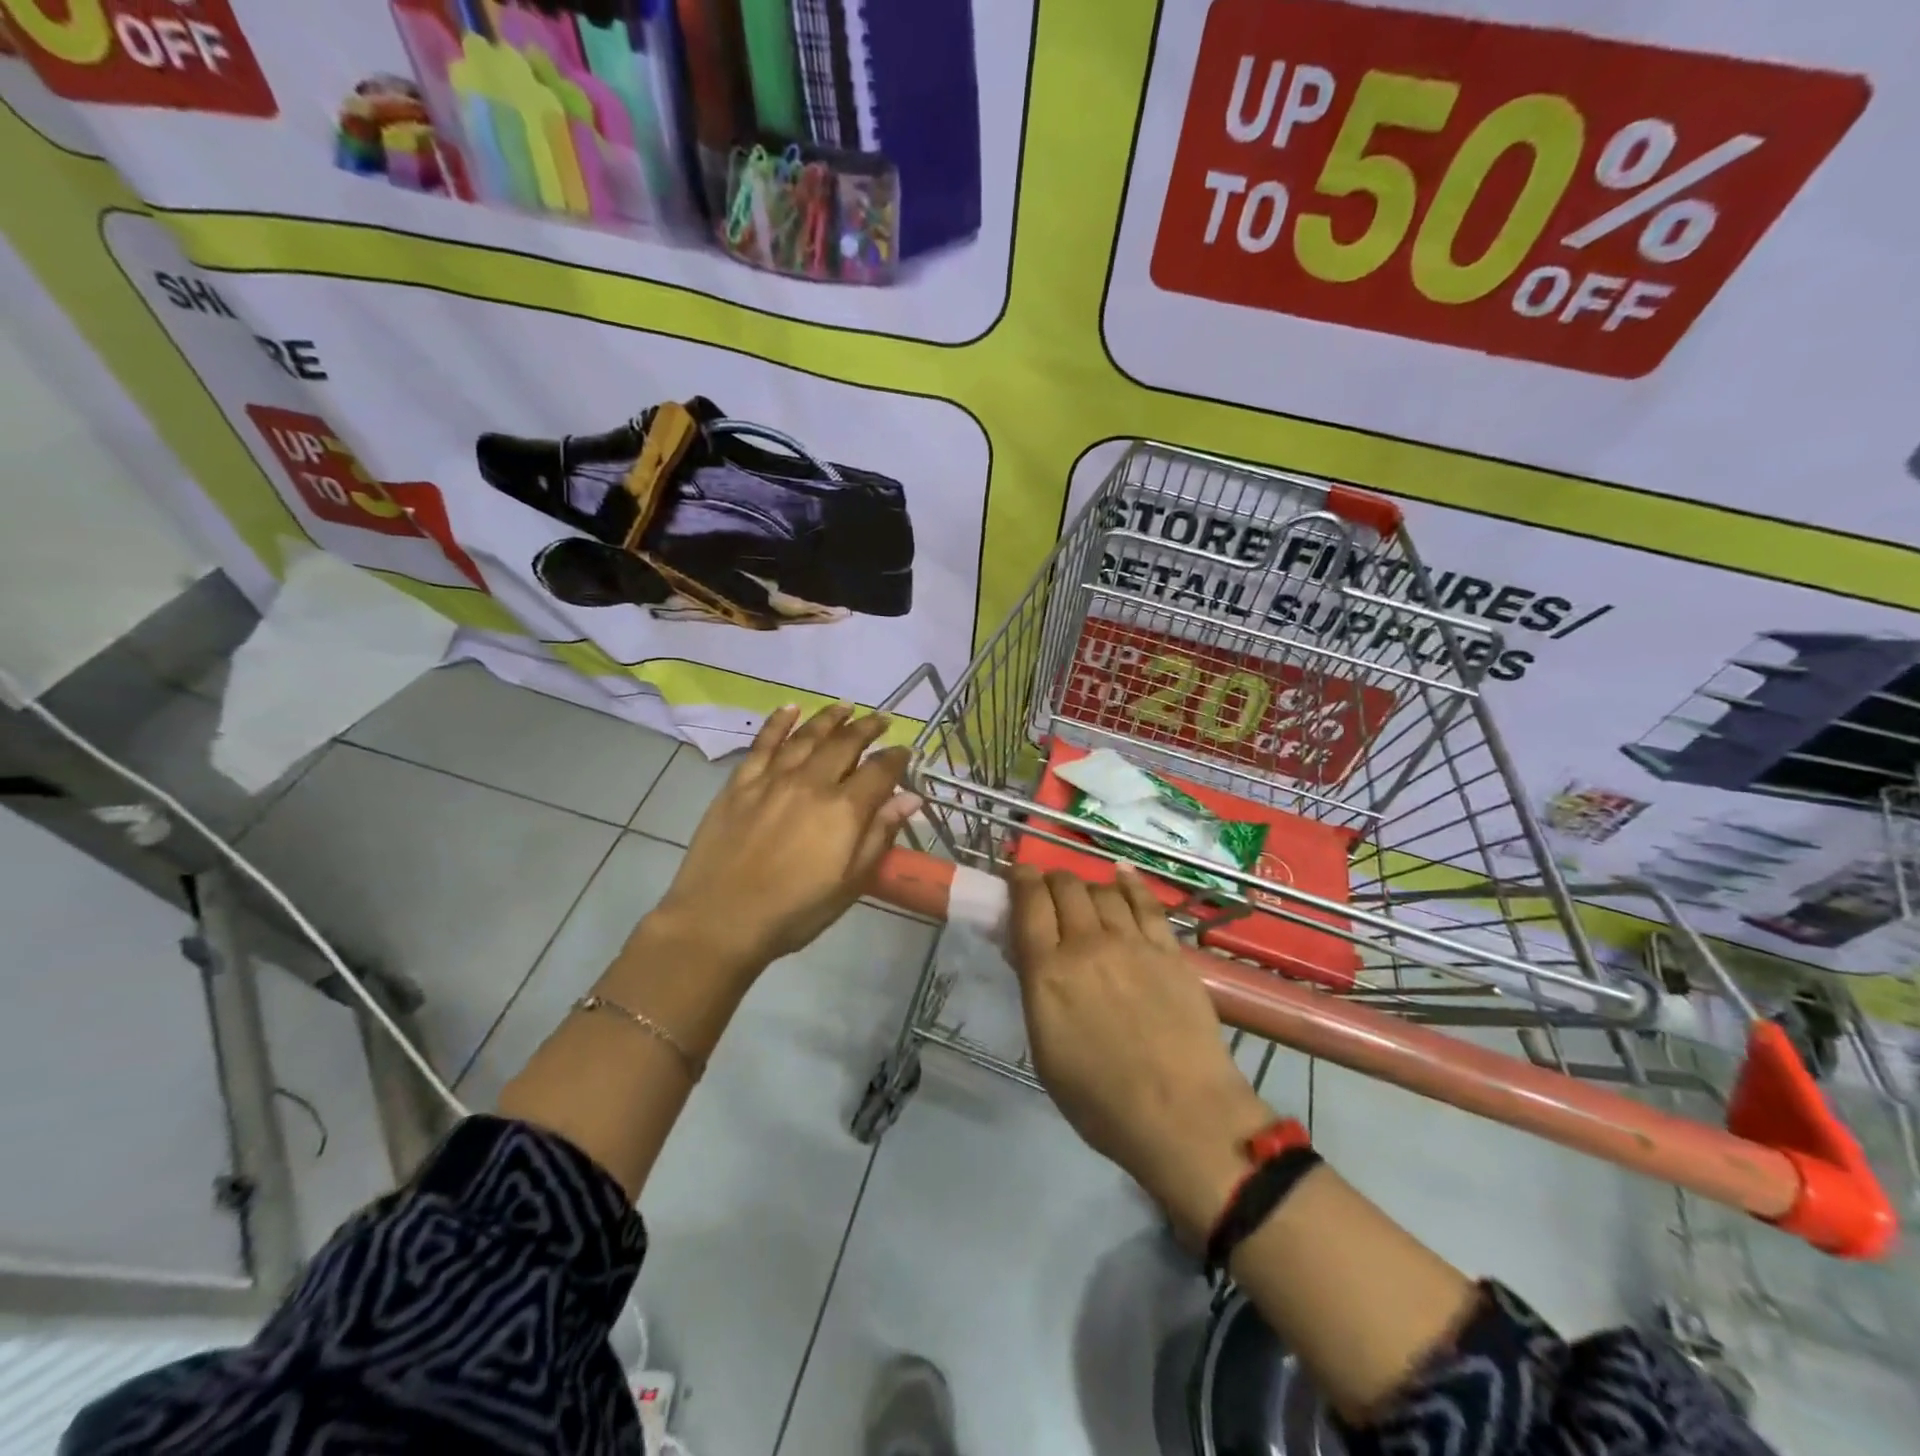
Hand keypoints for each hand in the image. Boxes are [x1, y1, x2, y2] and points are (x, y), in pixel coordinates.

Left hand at [651, 703, 920, 975]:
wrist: (719, 920)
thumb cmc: (794, 911)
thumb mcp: (850, 884)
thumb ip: (879, 835)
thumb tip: (910, 798)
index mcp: (843, 810)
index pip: (879, 771)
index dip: (896, 758)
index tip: (906, 751)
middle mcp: (811, 783)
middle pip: (845, 744)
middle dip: (867, 728)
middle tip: (881, 719)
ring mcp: (773, 779)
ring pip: (807, 736)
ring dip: (829, 718)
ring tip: (845, 706)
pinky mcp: (740, 783)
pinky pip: (763, 743)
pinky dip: (778, 722)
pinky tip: (789, 709)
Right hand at [1008, 864, 1274, 1239]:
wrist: (1180, 1114)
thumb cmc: (1099, 1099)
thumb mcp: (1045, 1049)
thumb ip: (1036, 991)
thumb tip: (1030, 955)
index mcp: (1048, 972)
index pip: (1028, 904)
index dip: (1021, 880)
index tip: (1018, 875)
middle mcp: (1086, 944)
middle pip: (1065, 888)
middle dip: (1051, 880)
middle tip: (1049, 891)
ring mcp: (1132, 943)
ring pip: (1102, 891)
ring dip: (1087, 887)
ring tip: (1086, 896)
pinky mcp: (1169, 950)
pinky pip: (1145, 903)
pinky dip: (1129, 884)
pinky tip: (1122, 875)